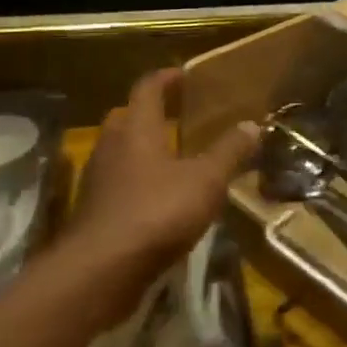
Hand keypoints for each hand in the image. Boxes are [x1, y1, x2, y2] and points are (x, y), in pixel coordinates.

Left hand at [61, 69, 258, 323]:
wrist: (101, 271)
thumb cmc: (157, 212)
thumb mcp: (206, 181)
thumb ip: (229, 151)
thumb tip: (252, 124)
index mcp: (137, 130)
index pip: (147, 89)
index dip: (166, 78)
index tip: (184, 75)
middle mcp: (112, 147)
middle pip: (127, 117)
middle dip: (150, 113)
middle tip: (179, 117)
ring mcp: (98, 181)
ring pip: (120, 152)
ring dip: (143, 149)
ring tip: (175, 158)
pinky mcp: (94, 212)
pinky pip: (118, 183)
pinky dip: (138, 181)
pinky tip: (161, 198)